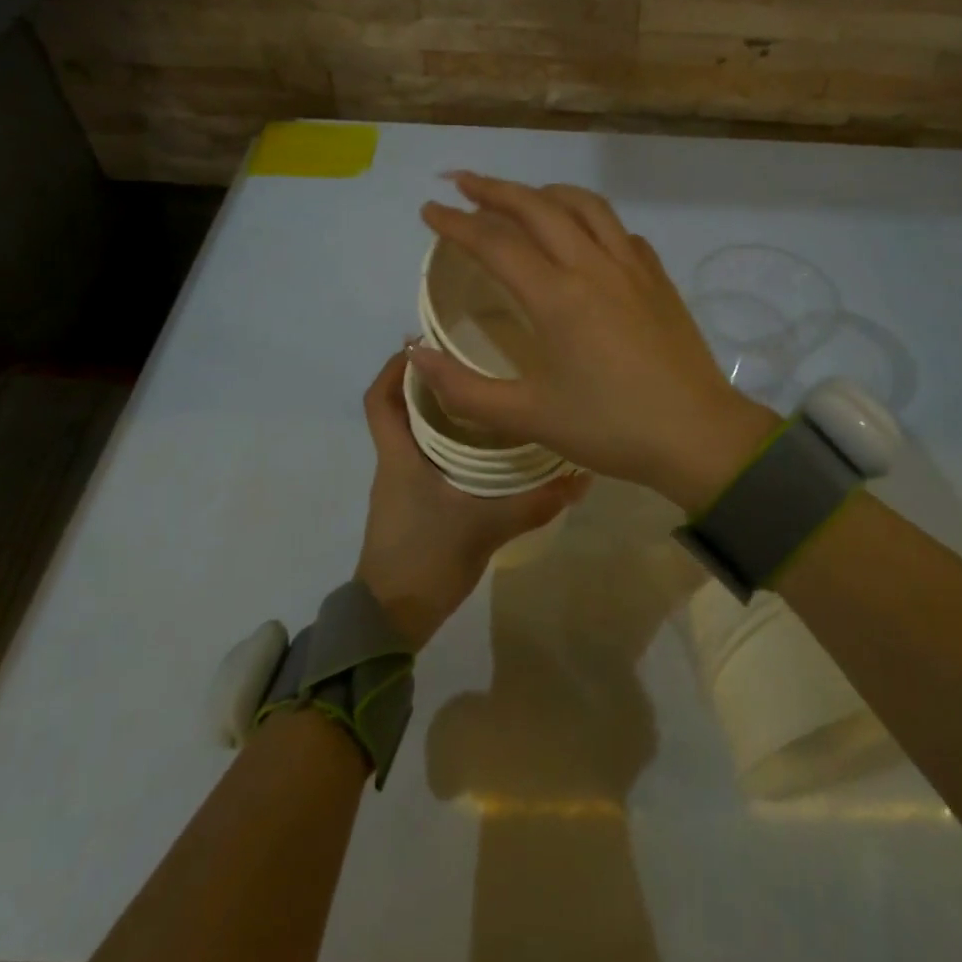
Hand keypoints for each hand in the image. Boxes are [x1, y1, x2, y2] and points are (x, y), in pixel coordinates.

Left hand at [354, 351, 588, 648]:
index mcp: (399, 455)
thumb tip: (581, 477)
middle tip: (472, 362)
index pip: (380, 398)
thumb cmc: (427, 557)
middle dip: (430, 382)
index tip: (425, 344)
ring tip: (485, 396)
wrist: (393, 618)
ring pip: (415, 434)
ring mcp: (401, 486)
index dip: (396, 367)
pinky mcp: (413, 505)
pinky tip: (484, 448)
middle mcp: (395, 462)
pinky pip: (426, 458)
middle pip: (400, 408)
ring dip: (441, 412)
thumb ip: (535, 502)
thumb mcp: (486, 526)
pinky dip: (448, 442)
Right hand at [412, 174, 778, 514]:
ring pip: (585, 205)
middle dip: (494, 189)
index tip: (429, 210)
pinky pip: (618, 230)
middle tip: (462, 182)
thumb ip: (464, 389)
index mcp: (557, 297)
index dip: (456, 223)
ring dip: (545, 192)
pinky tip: (583, 235)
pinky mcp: (658, 277)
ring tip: (520, 196)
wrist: (697, 434)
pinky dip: (589, 218)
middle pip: (538, 207)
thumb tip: (416, 355)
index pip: (495, 243)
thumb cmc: (610, 427)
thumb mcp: (528, 417)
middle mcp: (593, 266)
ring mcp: (632, 266)